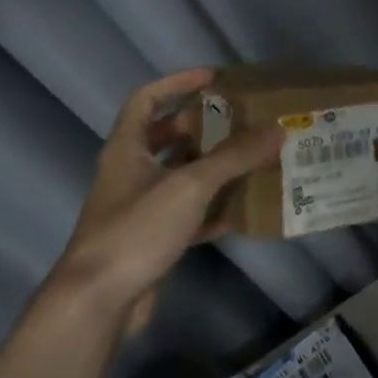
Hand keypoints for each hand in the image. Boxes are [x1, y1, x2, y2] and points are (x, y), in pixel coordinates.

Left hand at [41, 68, 282, 340]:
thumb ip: (234, 156)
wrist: (99, 300)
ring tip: (250, 159)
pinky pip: (186, 214)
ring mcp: (139, 208)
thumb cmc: (137, 229)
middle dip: (202, 127)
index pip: (146, 100)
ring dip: (212, 168)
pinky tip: (241, 212)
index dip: (177, 82)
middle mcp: (129, 173)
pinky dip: (212, 209)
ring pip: (179, 177)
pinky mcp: (151, 239)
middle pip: (166, 138)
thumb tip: (278, 128)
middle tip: (241, 121)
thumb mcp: (190, 186)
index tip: (214, 77)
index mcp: (127, 148)